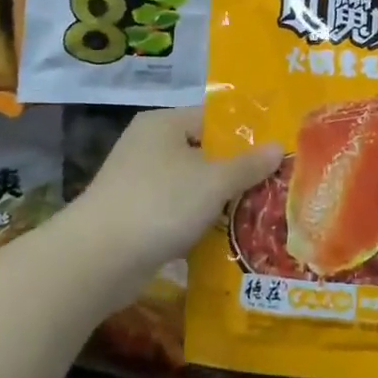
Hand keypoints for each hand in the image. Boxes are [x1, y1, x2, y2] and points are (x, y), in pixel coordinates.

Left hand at [69, 106, 281, 278]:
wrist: (98, 259)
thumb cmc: (160, 204)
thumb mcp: (213, 182)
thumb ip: (248, 165)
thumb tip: (279, 146)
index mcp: (164, 124)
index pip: (214, 118)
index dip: (247, 133)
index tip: (279, 150)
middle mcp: (149, 146)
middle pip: (204, 151)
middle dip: (238, 170)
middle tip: (277, 183)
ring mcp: (139, 181)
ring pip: (192, 184)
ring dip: (220, 199)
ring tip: (261, 211)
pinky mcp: (136, 215)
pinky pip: (178, 210)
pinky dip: (199, 220)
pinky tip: (228, 235)